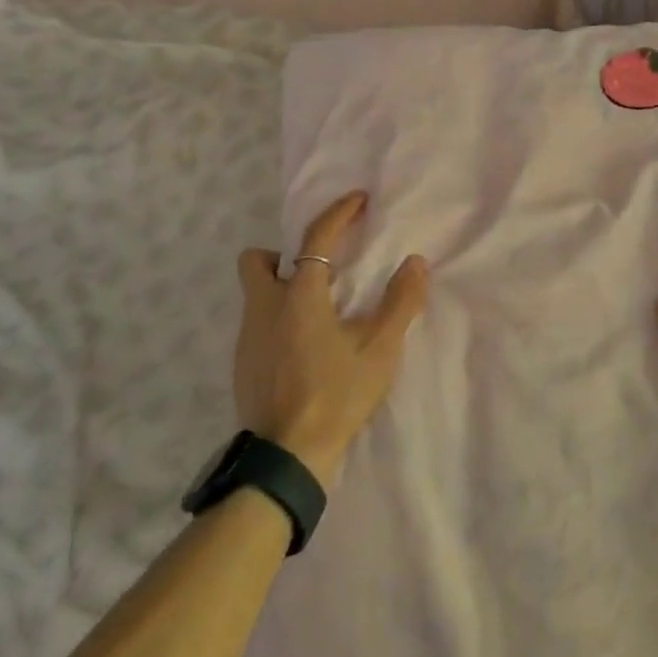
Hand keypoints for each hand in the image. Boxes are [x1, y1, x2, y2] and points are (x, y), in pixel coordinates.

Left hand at [233, 191, 429, 487]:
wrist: (288, 456)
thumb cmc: (337, 394)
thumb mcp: (380, 349)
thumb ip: (401, 302)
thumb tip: (416, 263)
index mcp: (299, 296)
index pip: (316, 239)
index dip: (338, 213)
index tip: (358, 200)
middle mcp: (264, 307)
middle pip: (257, 259)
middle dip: (282, 254)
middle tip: (317, 273)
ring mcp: (246, 337)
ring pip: (255, 294)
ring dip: (281, 289)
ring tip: (317, 316)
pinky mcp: (241, 364)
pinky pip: (256, 324)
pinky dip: (276, 321)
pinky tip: (301, 350)